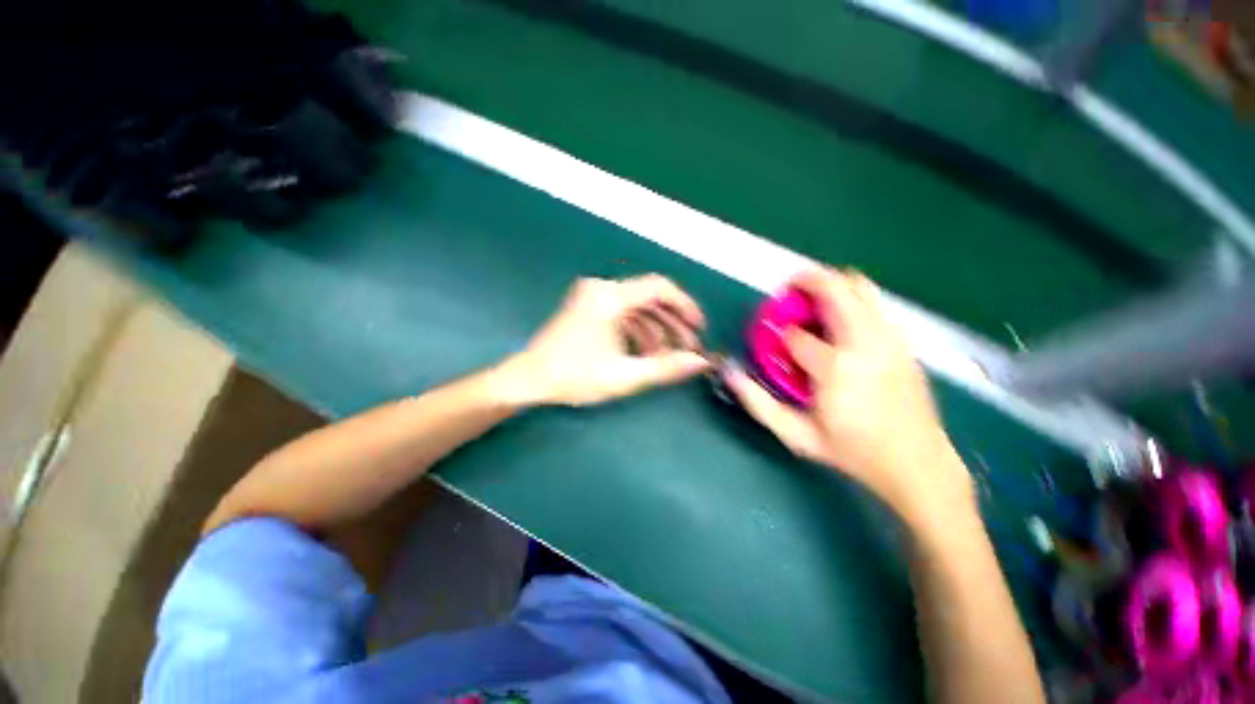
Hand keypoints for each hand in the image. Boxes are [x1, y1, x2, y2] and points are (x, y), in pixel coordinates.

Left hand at [500, 275, 710, 406]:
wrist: (528, 379)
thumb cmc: (573, 376)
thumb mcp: (623, 376)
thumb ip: (665, 368)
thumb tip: (701, 362)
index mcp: (610, 298)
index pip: (659, 287)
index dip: (685, 306)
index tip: (699, 327)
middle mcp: (602, 289)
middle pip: (649, 297)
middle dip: (672, 322)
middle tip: (689, 345)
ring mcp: (592, 297)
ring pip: (636, 306)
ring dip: (656, 328)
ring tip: (670, 354)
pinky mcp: (587, 308)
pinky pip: (621, 313)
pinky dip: (637, 329)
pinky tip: (646, 351)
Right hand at [725, 268, 973, 523]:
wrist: (918, 464)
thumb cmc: (853, 451)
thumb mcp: (797, 436)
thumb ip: (759, 404)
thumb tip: (731, 374)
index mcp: (836, 369)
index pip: (796, 334)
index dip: (779, 335)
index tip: (776, 343)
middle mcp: (866, 343)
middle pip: (836, 289)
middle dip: (806, 281)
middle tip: (788, 291)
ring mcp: (891, 339)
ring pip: (860, 287)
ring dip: (831, 285)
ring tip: (813, 302)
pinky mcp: (904, 342)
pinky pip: (875, 304)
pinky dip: (852, 300)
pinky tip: (840, 323)